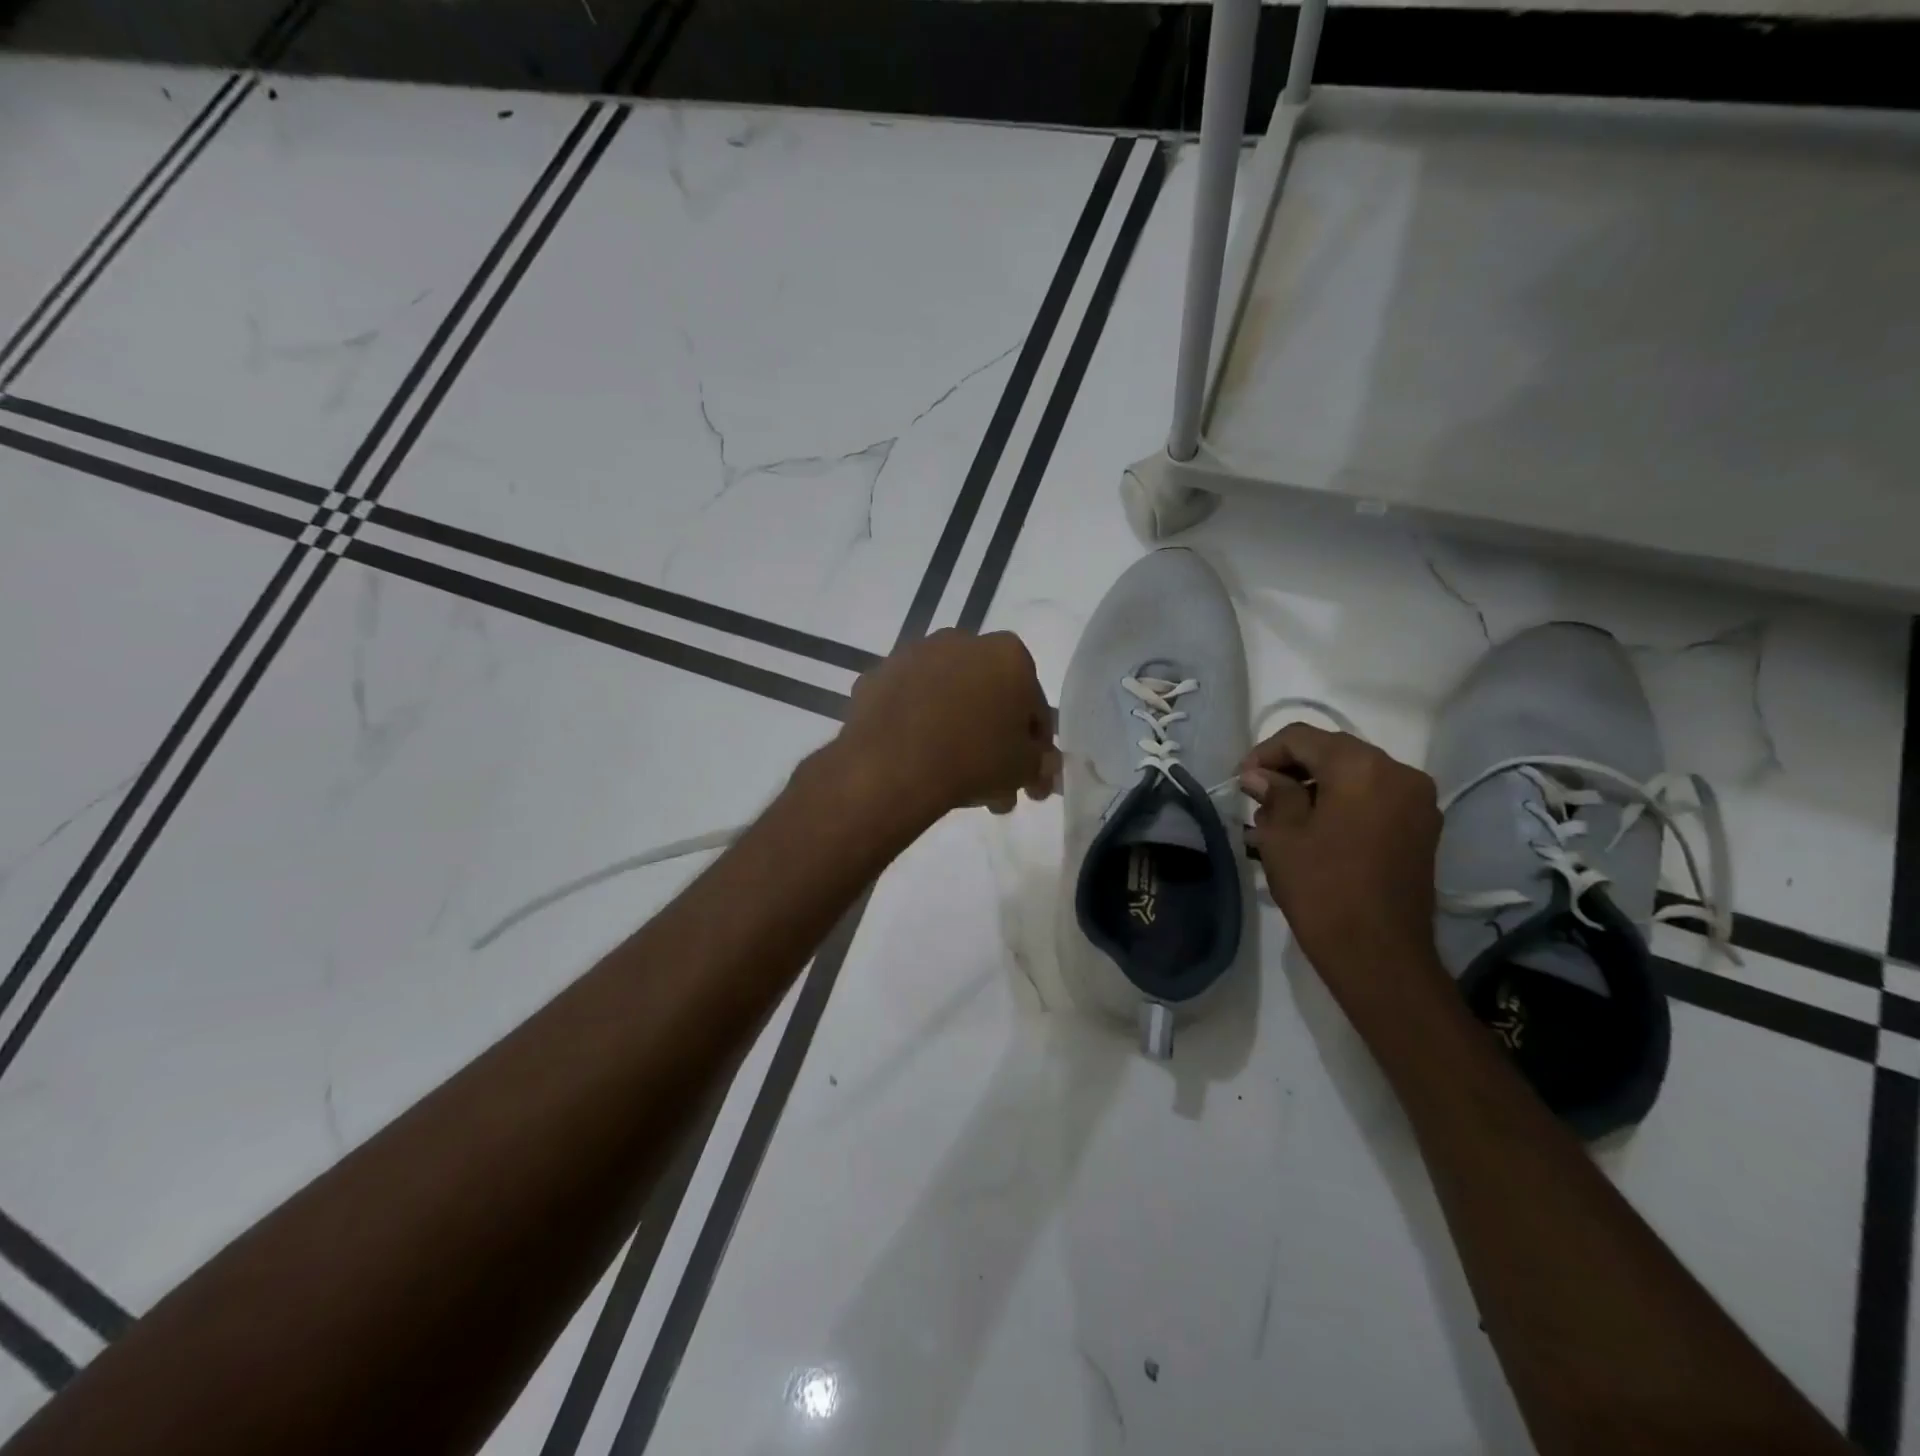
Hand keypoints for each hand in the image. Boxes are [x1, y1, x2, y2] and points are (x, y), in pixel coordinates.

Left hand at [836, 630, 1058, 820]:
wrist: (892, 765)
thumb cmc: (973, 759)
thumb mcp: (1023, 769)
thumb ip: (1040, 763)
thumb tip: (1043, 766)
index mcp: (1008, 654)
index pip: (1033, 704)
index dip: (1035, 745)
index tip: (1030, 775)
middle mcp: (962, 641)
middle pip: (988, 696)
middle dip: (994, 740)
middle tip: (995, 784)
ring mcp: (914, 655)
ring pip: (948, 699)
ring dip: (957, 731)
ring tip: (955, 780)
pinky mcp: (877, 676)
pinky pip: (909, 705)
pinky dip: (917, 726)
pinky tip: (919, 761)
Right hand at [1240, 724, 1444, 1004]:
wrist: (1379, 955)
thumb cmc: (1322, 889)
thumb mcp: (1282, 836)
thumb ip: (1273, 794)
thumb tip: (1260, 776)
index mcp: (1362, 768)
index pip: (1303, 738)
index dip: (1265, 753)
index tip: (1242, 780)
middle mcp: (1399, 772)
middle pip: (1334, 751)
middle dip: (1292, 767)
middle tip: (1258, 795)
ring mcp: (1418, 801)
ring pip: (1356, 774)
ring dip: (1317, 785)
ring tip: (1282, 816)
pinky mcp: (1423, 828)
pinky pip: (1375, 797)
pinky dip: (1343, 802)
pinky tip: (1315, 828)